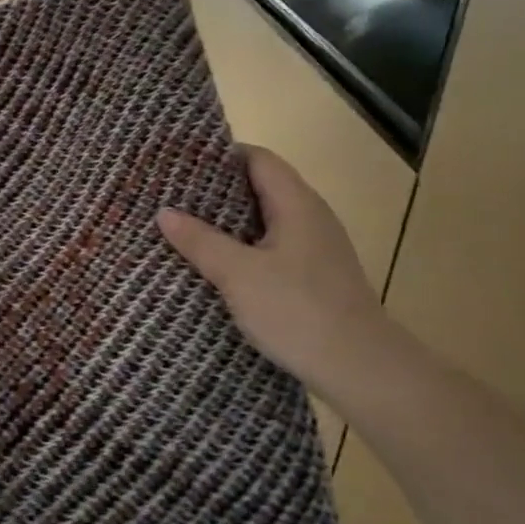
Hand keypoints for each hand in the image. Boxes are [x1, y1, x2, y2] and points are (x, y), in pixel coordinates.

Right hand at [159, 144, 389, 393]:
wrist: (360, 368)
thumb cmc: (297, 310)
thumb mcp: (238, 274)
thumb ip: (200, 240)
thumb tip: (164, 212)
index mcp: (297, 203)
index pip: (258, 158)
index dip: (221, 155)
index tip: (182, 162)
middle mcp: (311, 217)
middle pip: (262, 187)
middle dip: (218, 189)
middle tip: (174, 195)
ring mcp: (316, 248)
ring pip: (266, 220)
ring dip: (229, 221)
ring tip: (186, 227)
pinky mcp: (315, 277)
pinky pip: (272, 247)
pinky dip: (244, 247)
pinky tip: (218, 264)